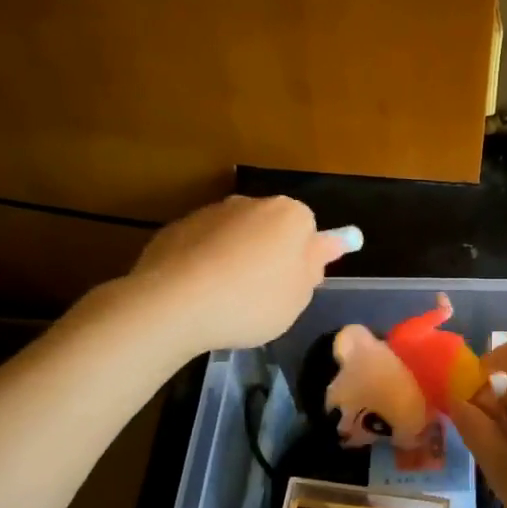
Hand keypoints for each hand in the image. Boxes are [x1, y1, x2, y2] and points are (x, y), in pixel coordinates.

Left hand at [126, 196, 347, 352]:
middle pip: (271, 228)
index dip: (303, 259)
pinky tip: (199, 295)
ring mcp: (211, 212)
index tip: (293, 287)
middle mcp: (251, 203)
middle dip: (269, 255)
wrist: (173, 304)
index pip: (308, 228)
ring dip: (236, 259)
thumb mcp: (299, 296)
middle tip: (264, 296)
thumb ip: (315, 264)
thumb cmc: (252, 301)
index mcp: (289, 215)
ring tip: (226, 300)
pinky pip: (203, 246)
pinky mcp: (177, 228)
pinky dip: (205, 264)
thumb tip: (332, 241)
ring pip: (235, 236)